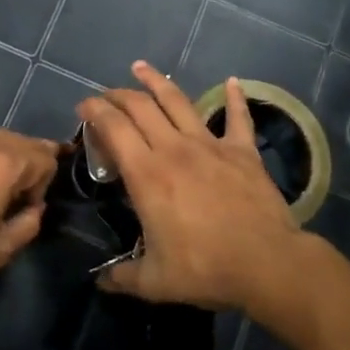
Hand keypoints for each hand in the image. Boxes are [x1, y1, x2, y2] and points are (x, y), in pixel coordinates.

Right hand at [78, 63, 301, 313]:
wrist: (266, 263)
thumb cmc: (205, 268)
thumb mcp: (154, 282)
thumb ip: (123, 277)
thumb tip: (100, 281)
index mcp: (147, 173)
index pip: (113, 127)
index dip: (94, 110)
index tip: (83, 107)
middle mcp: (174, 148)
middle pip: (140, 106)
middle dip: (118, 94)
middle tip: (105, 95)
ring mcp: (210, 145)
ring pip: (178, 102)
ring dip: (157, 81)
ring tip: (141, 67)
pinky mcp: (242, 151)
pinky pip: (238, 118)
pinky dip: (235, 98)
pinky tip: (233, 81)